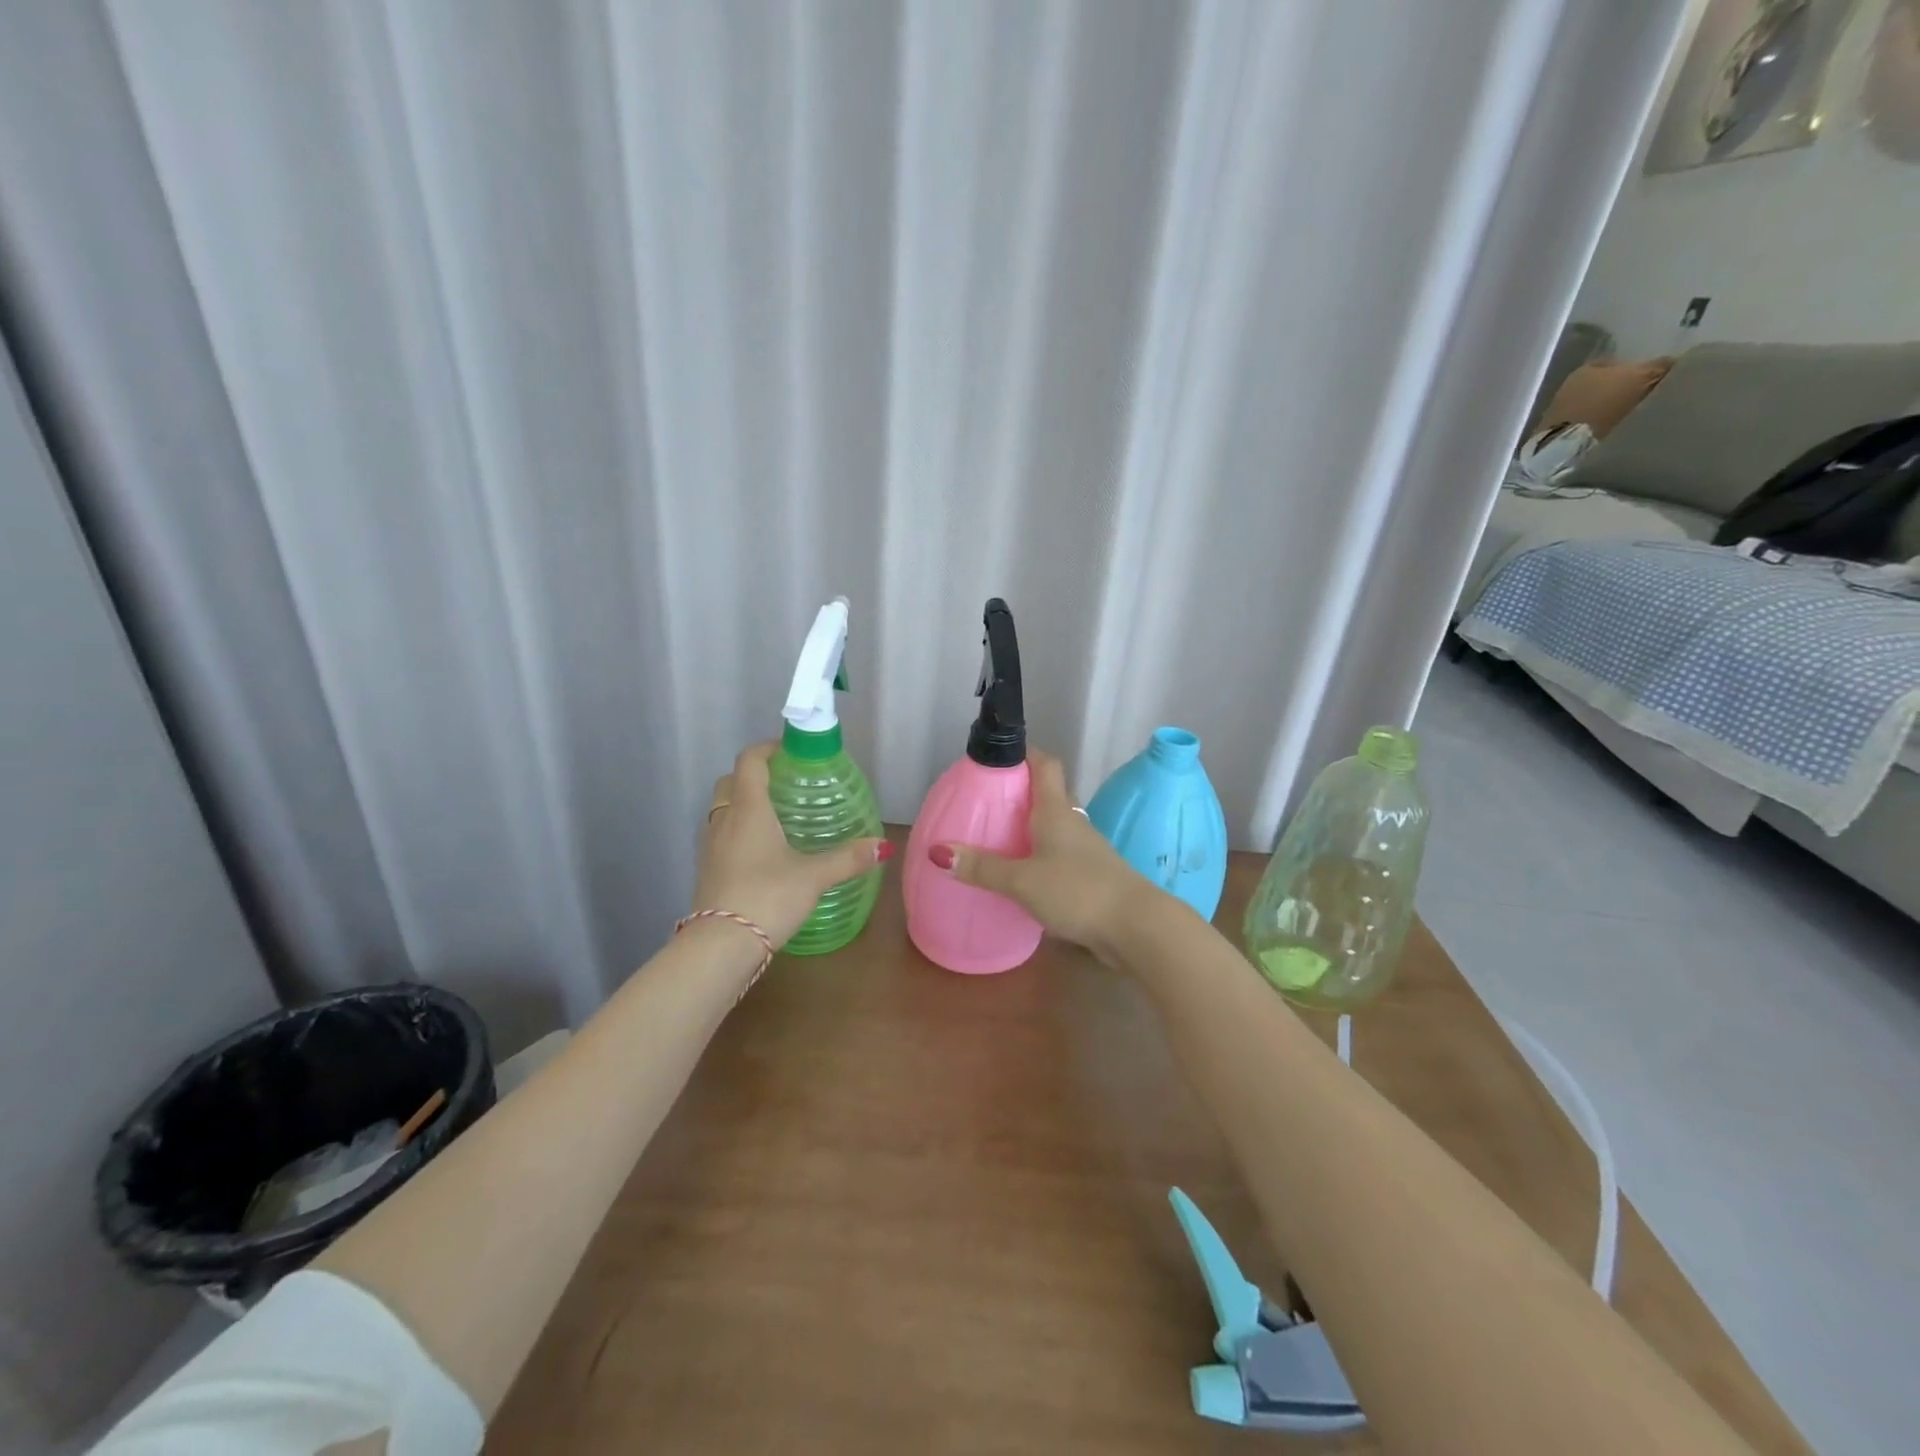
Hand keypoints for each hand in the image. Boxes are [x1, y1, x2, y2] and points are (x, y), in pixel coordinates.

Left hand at [694, 743, 891, 948]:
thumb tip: (883, 845)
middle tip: (785, 784)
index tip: (791, 750)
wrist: (720, 946)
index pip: (750, 761)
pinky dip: (739, 831)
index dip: (767, 748)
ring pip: (723, 810)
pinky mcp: (708, 871)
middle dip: (754, 775)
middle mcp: (724, 821)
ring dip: (743, 804)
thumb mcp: (813, 876)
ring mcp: (711, 847)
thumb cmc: (767, 897)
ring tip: (777, 816)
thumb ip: (848, 858)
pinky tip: (763, 852)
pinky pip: (721, 836)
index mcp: (748, 809)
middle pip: (731, 782)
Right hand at [931, 748, 1145, 952]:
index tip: (997, 756)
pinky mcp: (1092, 876)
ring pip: (1053, 827)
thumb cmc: (1078, 890)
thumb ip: (982, 867)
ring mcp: (1086, 850)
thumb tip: (938, 851)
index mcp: (1056, 810)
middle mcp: (1073, 823)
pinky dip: (1040, 857)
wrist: (1136, 927)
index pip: (1044, 764)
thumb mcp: (1022, 880)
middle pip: (1047, 795)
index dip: (1023, 753)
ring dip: (1029, 828)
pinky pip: (1060, 856)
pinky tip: (1022, 876)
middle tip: (984, 802)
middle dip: (1018, 794)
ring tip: (996, 839)